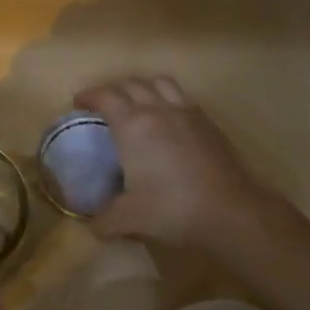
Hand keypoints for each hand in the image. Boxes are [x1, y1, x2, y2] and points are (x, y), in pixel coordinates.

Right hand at [75, 75, 282, 249]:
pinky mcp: (209, 124)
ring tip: (138, 103)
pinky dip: (168, 100)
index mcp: (133, 125)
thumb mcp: (129, 219)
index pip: (106, 97)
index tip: (79, 103)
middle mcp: (159, 110)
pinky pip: (183, 98)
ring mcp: (188, 113)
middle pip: (132, 84)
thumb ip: (105, 221)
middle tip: (104, 105)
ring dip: (143, 87)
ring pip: (161, 83)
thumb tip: (93, 226)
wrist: (229, 211)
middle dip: (114, 90)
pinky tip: (168, 121)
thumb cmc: (172, 208)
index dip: (89, 96)